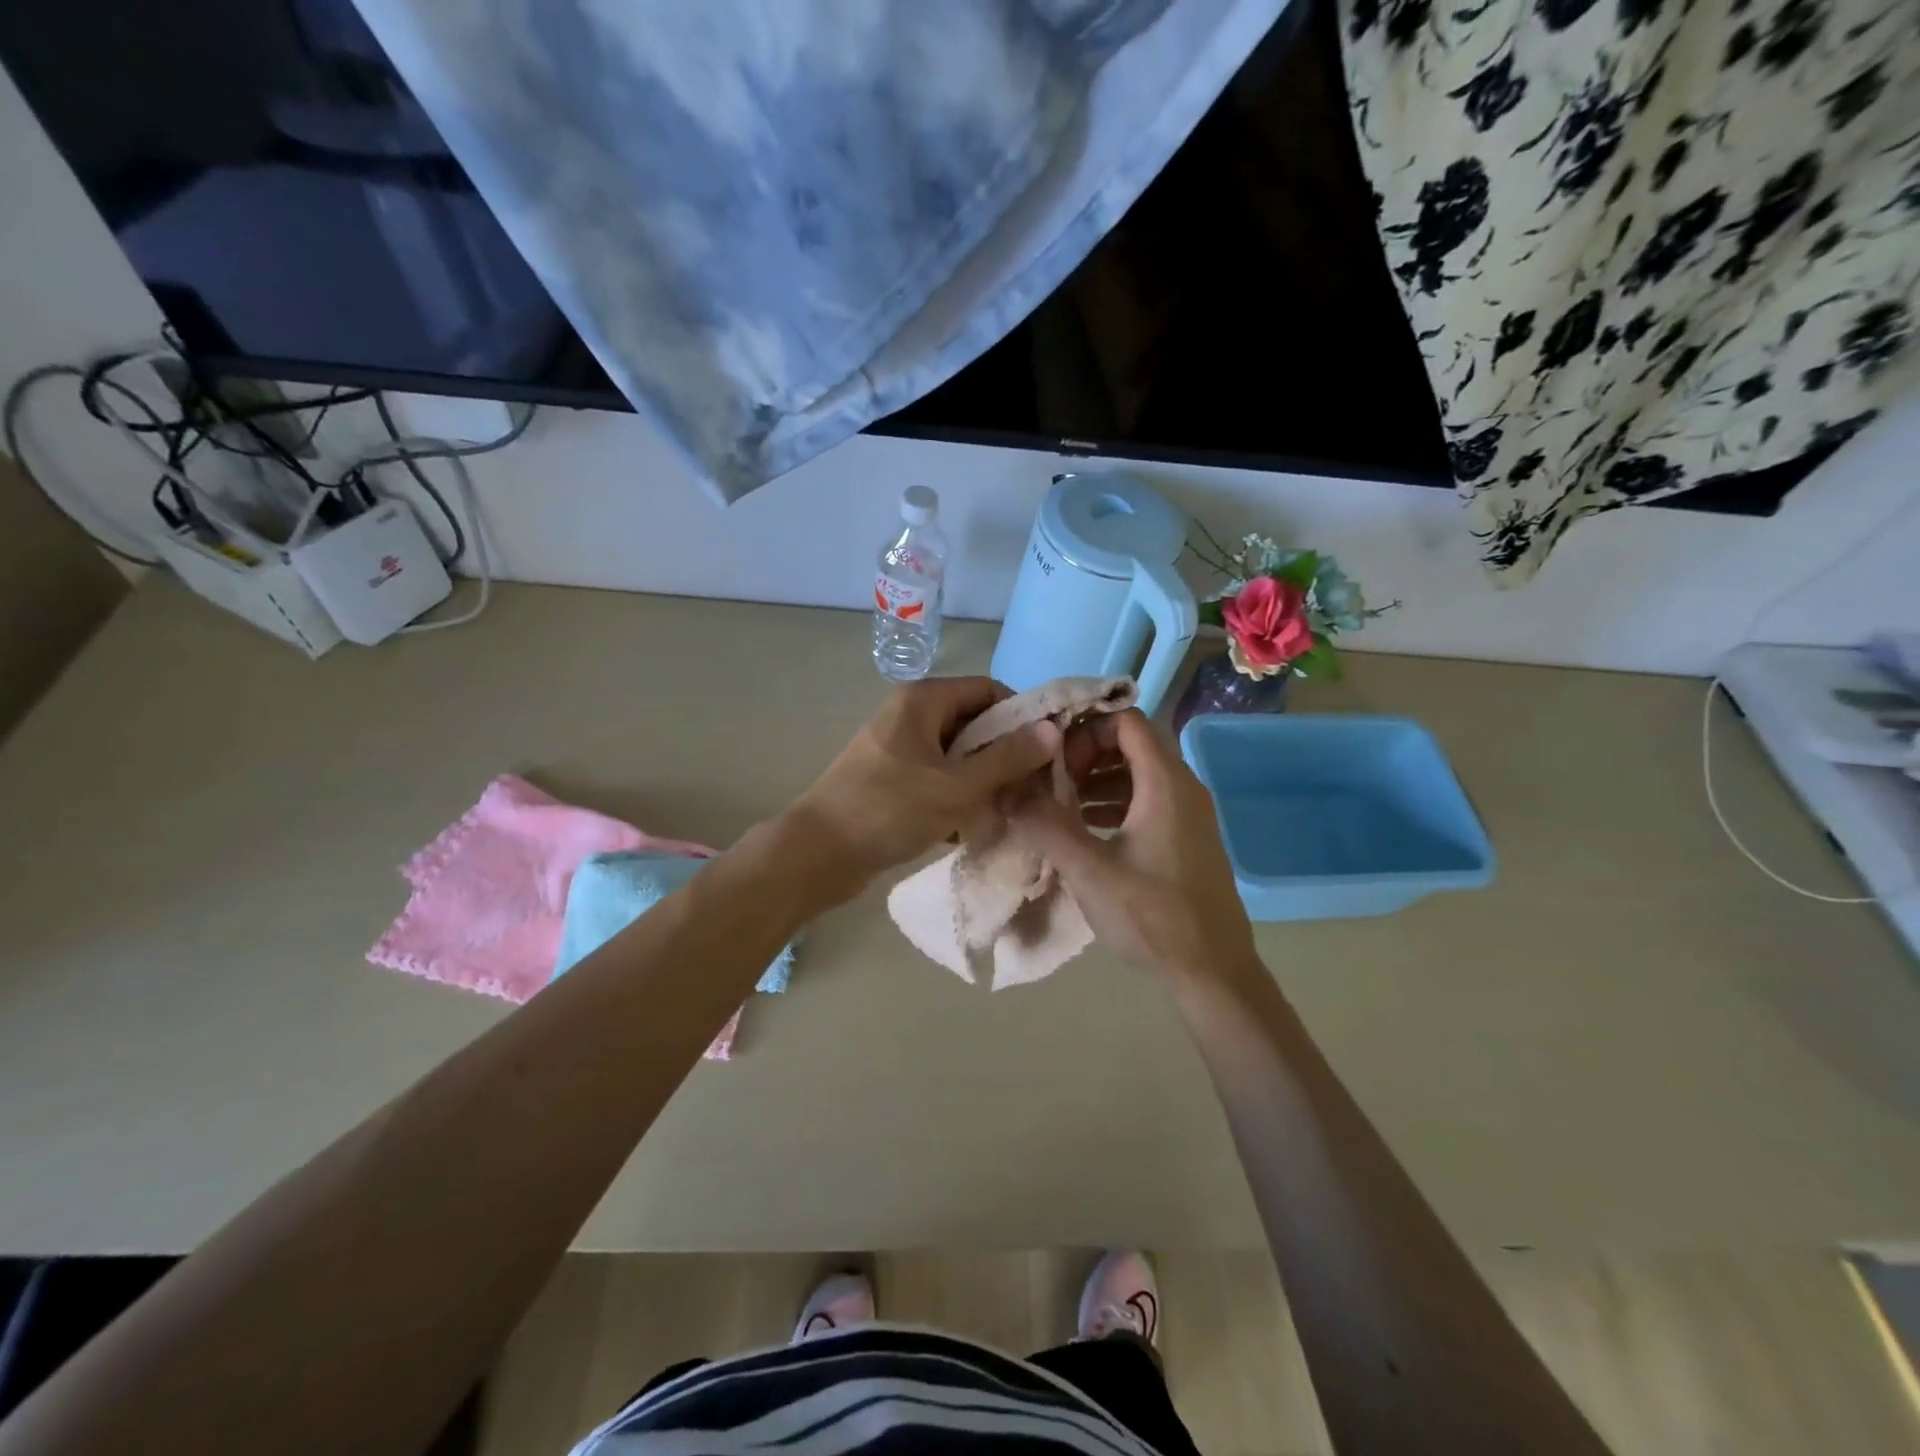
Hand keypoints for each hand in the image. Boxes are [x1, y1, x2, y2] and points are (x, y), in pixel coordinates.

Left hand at [785, 677, 1059, 896]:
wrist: (819, 854)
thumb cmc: (889, 809)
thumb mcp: (956, 786)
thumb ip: (1007, 758)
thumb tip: (1052, 730)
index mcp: (925, 700)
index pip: (990, 691)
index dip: (1022, 717)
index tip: (1047, 752)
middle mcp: (912, 715)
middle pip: (975, 724)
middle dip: (1004, 756)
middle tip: (1031, 790)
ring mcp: (901, 748)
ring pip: (959, 757)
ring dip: (983, 783)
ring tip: (1006, 813)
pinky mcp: (894, 779)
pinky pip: (939, 779)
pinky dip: (958, 798)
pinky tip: (971, 828)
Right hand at [1010, 709, 1257, 981]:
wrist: (1213, 972)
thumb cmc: (1152, 916)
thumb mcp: (1089, 870)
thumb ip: (1046, 824)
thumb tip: (1008, 789)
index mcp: (1165, 783)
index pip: (1126, 721)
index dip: (1086, 731)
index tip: (1054, 760)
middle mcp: (1183, 788)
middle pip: (1131, 745)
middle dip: (1086, 756)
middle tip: (1052, 784)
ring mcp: (1188, 814)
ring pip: (1138, 775)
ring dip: (1097, 782)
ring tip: (1060, 807)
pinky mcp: (1186, 839)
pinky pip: (1147, 801)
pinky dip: (1114, 804)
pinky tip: (1085, 831)